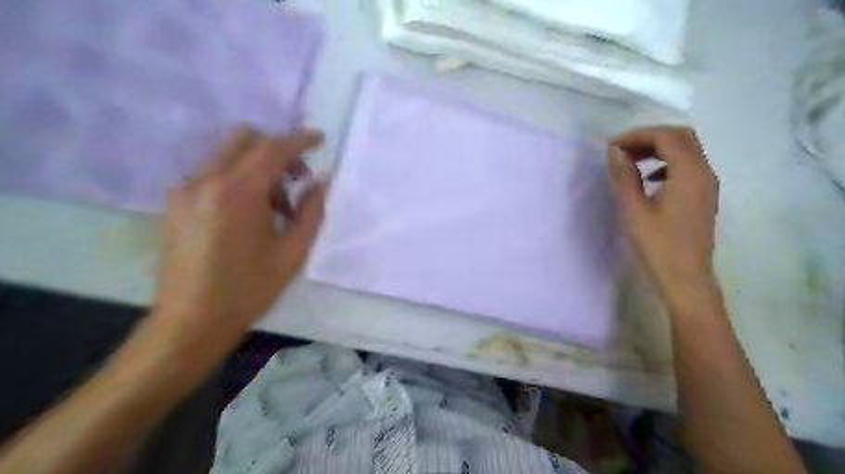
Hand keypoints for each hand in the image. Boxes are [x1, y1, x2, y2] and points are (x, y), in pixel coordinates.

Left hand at [139, 128, 325, 372]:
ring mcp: (186, 190)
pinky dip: (239, 179)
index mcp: (237, 193)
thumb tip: (321, 182)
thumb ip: (311, 211)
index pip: (273, 148)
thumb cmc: (249, 289)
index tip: (320, 139)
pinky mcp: (177, 203)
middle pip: (245, 139)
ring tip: (276, 207)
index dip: (300, 140)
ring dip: (258, 167)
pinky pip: (213, 174)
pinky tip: (250, 214)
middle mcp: (206, 181)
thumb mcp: (293, 252)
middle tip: (298, 178)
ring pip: (229, 155)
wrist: (191, 321)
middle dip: (278, 150)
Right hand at [607, 128, 717, 308]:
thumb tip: (614, 152)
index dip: (638, 135)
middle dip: (649, 137)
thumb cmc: (658, 246)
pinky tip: (648, 179)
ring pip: (686, 151)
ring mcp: (707, 186)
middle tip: (621, 150)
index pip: (666, 137)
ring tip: (630, 161)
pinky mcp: (703, 198)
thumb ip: (624, 177)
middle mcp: (705, 173)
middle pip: (681, 138)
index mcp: (690, 173)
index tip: (611, 147)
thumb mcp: (634, 211)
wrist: (685, 280)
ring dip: (658, 149)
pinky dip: (666, 164)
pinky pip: (688, 167)